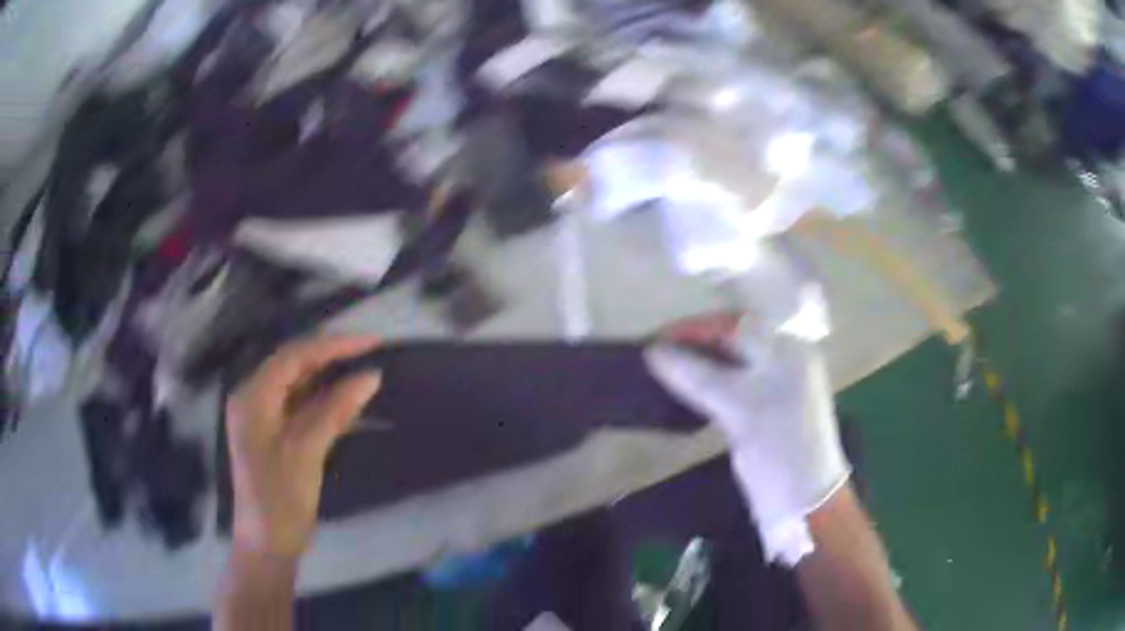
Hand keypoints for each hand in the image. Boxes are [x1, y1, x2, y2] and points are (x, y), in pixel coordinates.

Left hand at [226, 336, 381, 559]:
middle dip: (332, 358)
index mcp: (253, 397)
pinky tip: (351, 403)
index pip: (294, 356)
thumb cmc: (280, 499)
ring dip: (331, 379)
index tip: (372, 342)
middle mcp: (254, 398)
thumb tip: (370, 376)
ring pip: (300, 385)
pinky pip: (302, 407)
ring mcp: (264, 417)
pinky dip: (326, 403)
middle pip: (295, 366)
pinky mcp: (275, 434)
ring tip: (366, 372)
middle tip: (372, 353)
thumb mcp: (306, 452)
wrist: (268, 545)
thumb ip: (335, 410)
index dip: (332, 345)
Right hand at [646, 315, 849, 564]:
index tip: (657, 338)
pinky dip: (708, 383)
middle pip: (734, 340)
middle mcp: (785, 361)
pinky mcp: (766, 410)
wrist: (804, 502)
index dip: (696, 327)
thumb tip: (653, 351)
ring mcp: (777, 386)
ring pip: (731, 363)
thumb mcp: (737, 407)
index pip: (737, 323)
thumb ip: (695, 375)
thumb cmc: (778, 448)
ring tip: (664, 367)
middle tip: (657, 352)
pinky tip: (686, 388)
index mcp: (788, 350)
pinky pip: (733, 385)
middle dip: (695, 343)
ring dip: (699, 363)